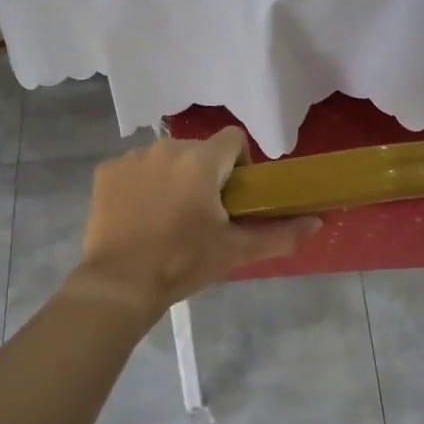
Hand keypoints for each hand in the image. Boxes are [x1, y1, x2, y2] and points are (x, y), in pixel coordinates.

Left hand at [67, 129, 319, 318]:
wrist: (119, 284)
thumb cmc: (183, 263)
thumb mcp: (235, 250)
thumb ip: (280, 233)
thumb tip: (317, 222)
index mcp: (200, 161)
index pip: (233, 138)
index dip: (241, 163)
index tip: (235, 196)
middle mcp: (166, 148)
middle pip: (198, 151)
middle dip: (206, 175)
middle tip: (203, 216)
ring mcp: (132, 159)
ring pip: (165, 160)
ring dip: (173, 179)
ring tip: (168, 219)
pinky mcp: (106, 172)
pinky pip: (134, 170)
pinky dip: (141, 186)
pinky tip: (139, 217)